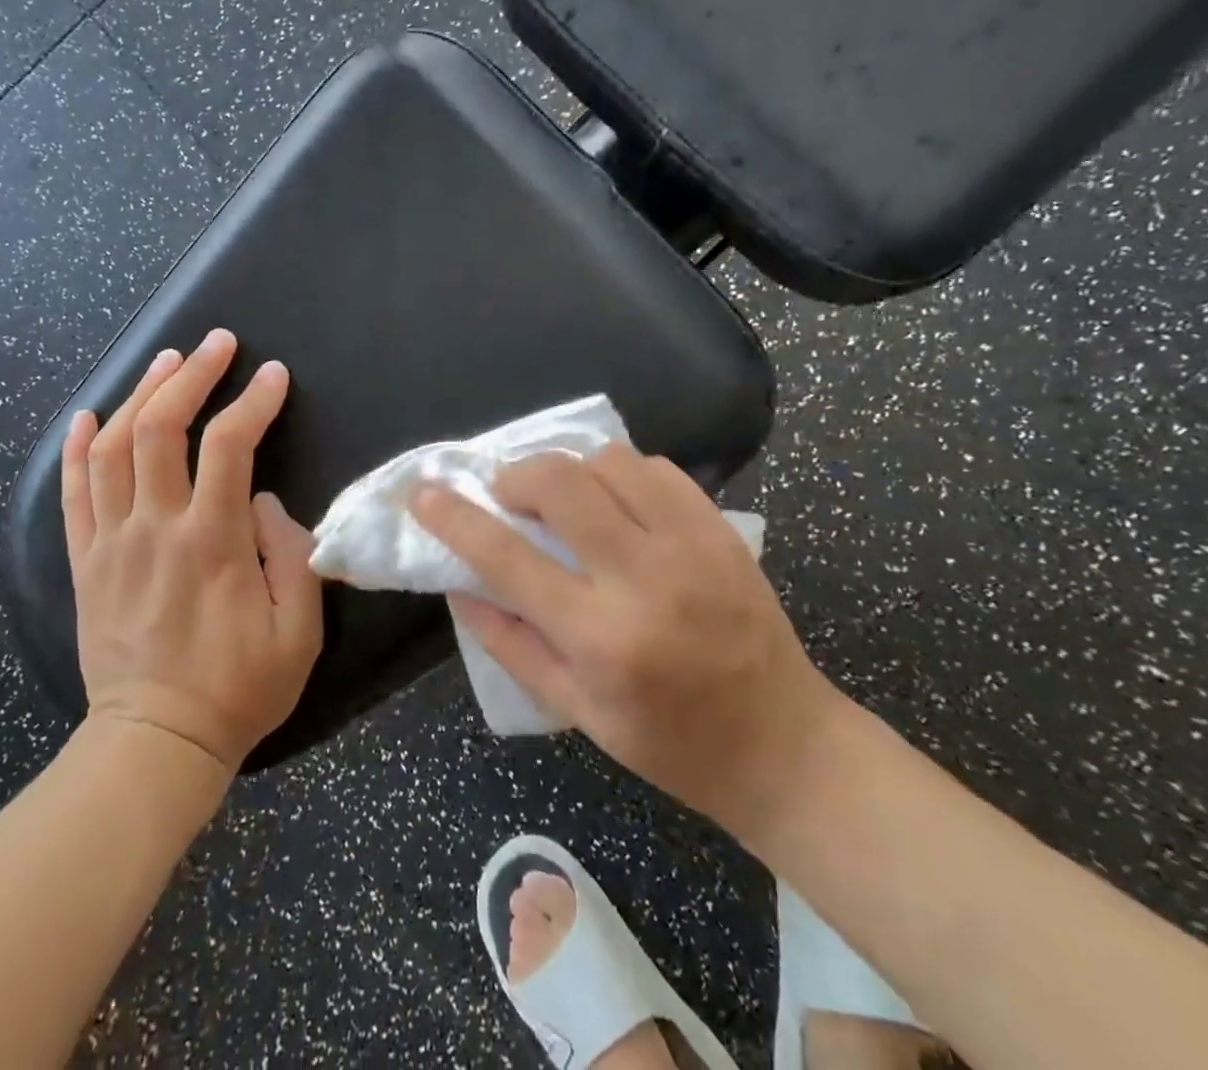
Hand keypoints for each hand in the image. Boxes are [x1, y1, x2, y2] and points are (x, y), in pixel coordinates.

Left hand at [61, 329, 322, 773]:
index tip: (274, 375)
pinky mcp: (85, 562)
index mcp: (211, 542)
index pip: (230, 446)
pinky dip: (76, 448)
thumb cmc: (239, 689)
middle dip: (192, 376)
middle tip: (217, 343)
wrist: (155, 743)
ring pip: (113, 448)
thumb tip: (265, 502)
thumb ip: (292, 556)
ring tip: (166, 362)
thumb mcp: (298, 631)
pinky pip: (72, 494)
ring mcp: (112, 543)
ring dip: (139, 395)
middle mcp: (155, 528)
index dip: (253, 401)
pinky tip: (88, 414)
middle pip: (162, 428)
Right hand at [413, 445, 844, 836]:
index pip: (506, 559)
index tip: (424, 493)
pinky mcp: (722, 531)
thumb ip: (509, 642)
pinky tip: (620, 504)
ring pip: (610, 462)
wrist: (783, 746)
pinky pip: (658, 469)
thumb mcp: (575, 710)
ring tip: (568, 500)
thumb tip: (458, 584)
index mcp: (600, 638)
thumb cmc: (669, 742)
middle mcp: (644, 580)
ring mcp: (691, 547)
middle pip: (560, 483)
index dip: (455, 518)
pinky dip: (623, 474)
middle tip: (510, 496)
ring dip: (572, 470)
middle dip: (518, 476)